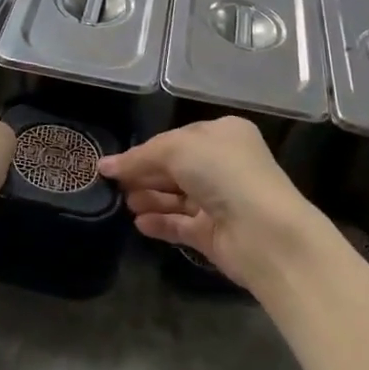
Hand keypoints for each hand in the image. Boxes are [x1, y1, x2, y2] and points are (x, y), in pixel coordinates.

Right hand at [97, 117, 330, 292]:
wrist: (263, 231)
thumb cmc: (222, 173)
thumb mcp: (176, 150)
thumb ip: (139, 157)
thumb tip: (105, 166)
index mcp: (223, 134)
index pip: (177, 139)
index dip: (146, 150)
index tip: (115, 164)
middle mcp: (224, 165)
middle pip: (175, 168)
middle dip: (145, 175)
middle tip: (114, 185)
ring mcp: (221, 201)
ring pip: (177, 197)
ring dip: (149, 198)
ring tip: (125, 204)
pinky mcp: (215, 234)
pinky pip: (181, 225)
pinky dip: (160, 223)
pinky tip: (140, 223)